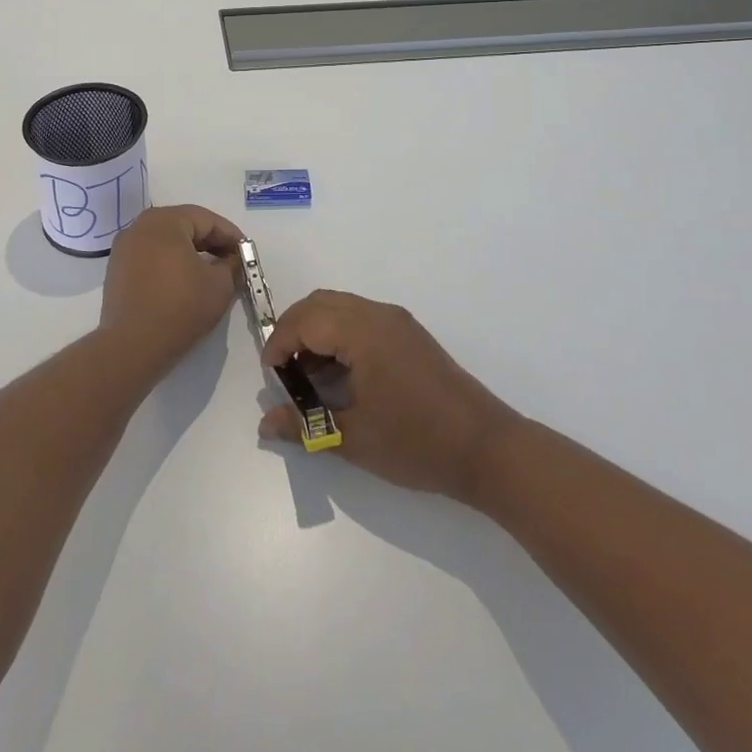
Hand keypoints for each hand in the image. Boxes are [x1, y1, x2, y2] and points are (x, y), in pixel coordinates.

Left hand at [99, 205, 243, 375]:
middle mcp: (140, 226)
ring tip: (210, 274)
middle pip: (184, 226)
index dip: (231, 236)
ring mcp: (124, 248)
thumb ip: (232, 265)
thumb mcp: (220, 286)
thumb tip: (232, 260)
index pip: (206, 219)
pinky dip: (170, 264)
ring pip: (166, 242)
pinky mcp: (117, 270)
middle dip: (211, 243)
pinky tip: (184, 283)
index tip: (246, 254)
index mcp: (165, 221)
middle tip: (231, 263)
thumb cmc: (180, 308)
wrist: (132, 347)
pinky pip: (151, 257)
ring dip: (190, 253)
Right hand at [259, 289, 518, 503]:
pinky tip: (342, 375)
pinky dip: (340, 335)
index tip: (271, 377)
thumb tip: (265, 423)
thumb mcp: (353, 439)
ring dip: (318, 331)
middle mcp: (378, 314)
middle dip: (295, 330)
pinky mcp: (410, 334)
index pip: (305, 320)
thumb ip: (304, 426)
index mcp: (362, 331)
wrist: (486, 448)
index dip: (280, 343)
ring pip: (341, 308)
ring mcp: (397, 321)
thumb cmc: (416, 442)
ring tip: (310, 377)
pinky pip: (362, 319)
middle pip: (321, 303)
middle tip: (285, 371)